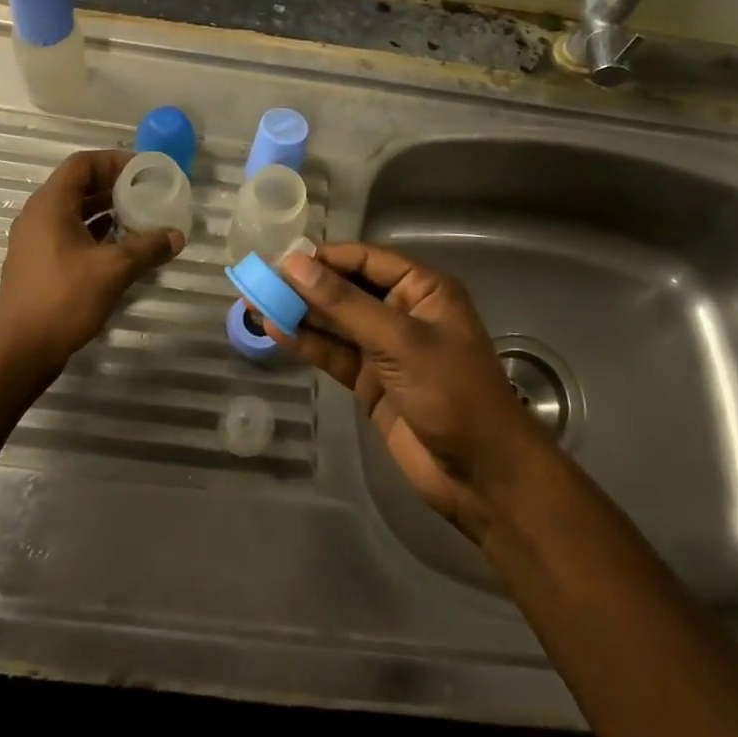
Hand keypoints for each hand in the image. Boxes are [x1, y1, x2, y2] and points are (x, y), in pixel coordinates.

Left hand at [0, 151, 183, 376]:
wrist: (20, 351)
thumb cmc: (63, 299)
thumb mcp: (113, 270)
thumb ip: (147, 247)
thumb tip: (177, 235)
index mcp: (50, 205)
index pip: (82, 164)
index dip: (114, 161)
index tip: (144, 171)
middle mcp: (39, 215)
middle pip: (79, 185)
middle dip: (115, 186)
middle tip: (148, 193)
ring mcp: (36, 240)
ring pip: (76, 211)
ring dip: (107, 210)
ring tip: (141, 217)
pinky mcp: (40, 263)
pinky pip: (71, 233)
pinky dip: (97, 232)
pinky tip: (122, 246)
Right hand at [269, 243, 547, 539]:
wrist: (483, 477)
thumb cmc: (452, 394)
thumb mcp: (400, 342)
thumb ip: (345, 304)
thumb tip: (295, 264)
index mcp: (422, 289)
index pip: (365, 259)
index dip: (323, 258)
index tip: (280, 260)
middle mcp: (402, 311)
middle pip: (346, 289)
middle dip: (305, 286)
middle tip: (257, 281)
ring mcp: (385, 348)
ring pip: (336, 321)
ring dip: (299, 313)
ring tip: (254, 303)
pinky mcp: (371, 381)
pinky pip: (334, 353)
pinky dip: (307, 343)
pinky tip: (275, 331)